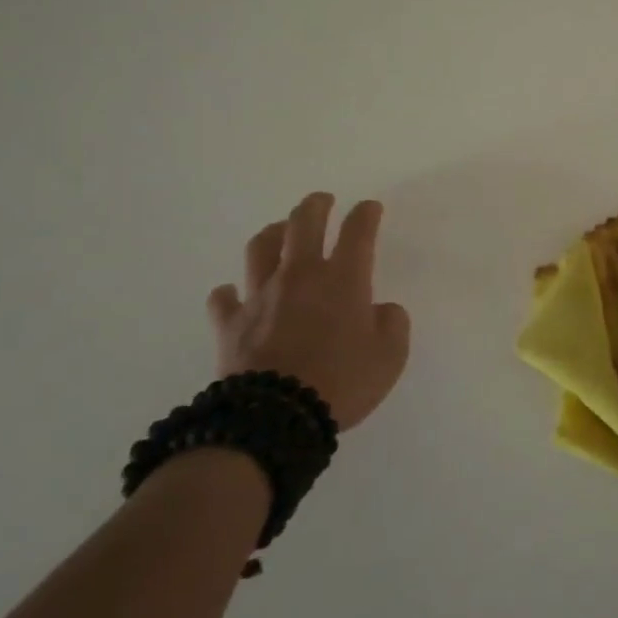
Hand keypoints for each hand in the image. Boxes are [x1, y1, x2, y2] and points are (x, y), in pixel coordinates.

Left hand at [206, 194, 411, 431]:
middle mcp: (300, 276)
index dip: (366, 214)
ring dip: (273, 234)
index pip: (357, 232)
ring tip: (281, 232)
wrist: (276, 417)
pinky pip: (224, 298)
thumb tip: (381, 310)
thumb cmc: (342, 382)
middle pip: (303, 224)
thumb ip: (392, 324)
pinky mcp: (231, 323)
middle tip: (322, 200)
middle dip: (316, 206)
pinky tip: (234, 293)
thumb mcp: (390, 356)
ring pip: (261, 248)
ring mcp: (260, 296)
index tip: (370, 208)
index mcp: (343, 279)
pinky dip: (230, 292)